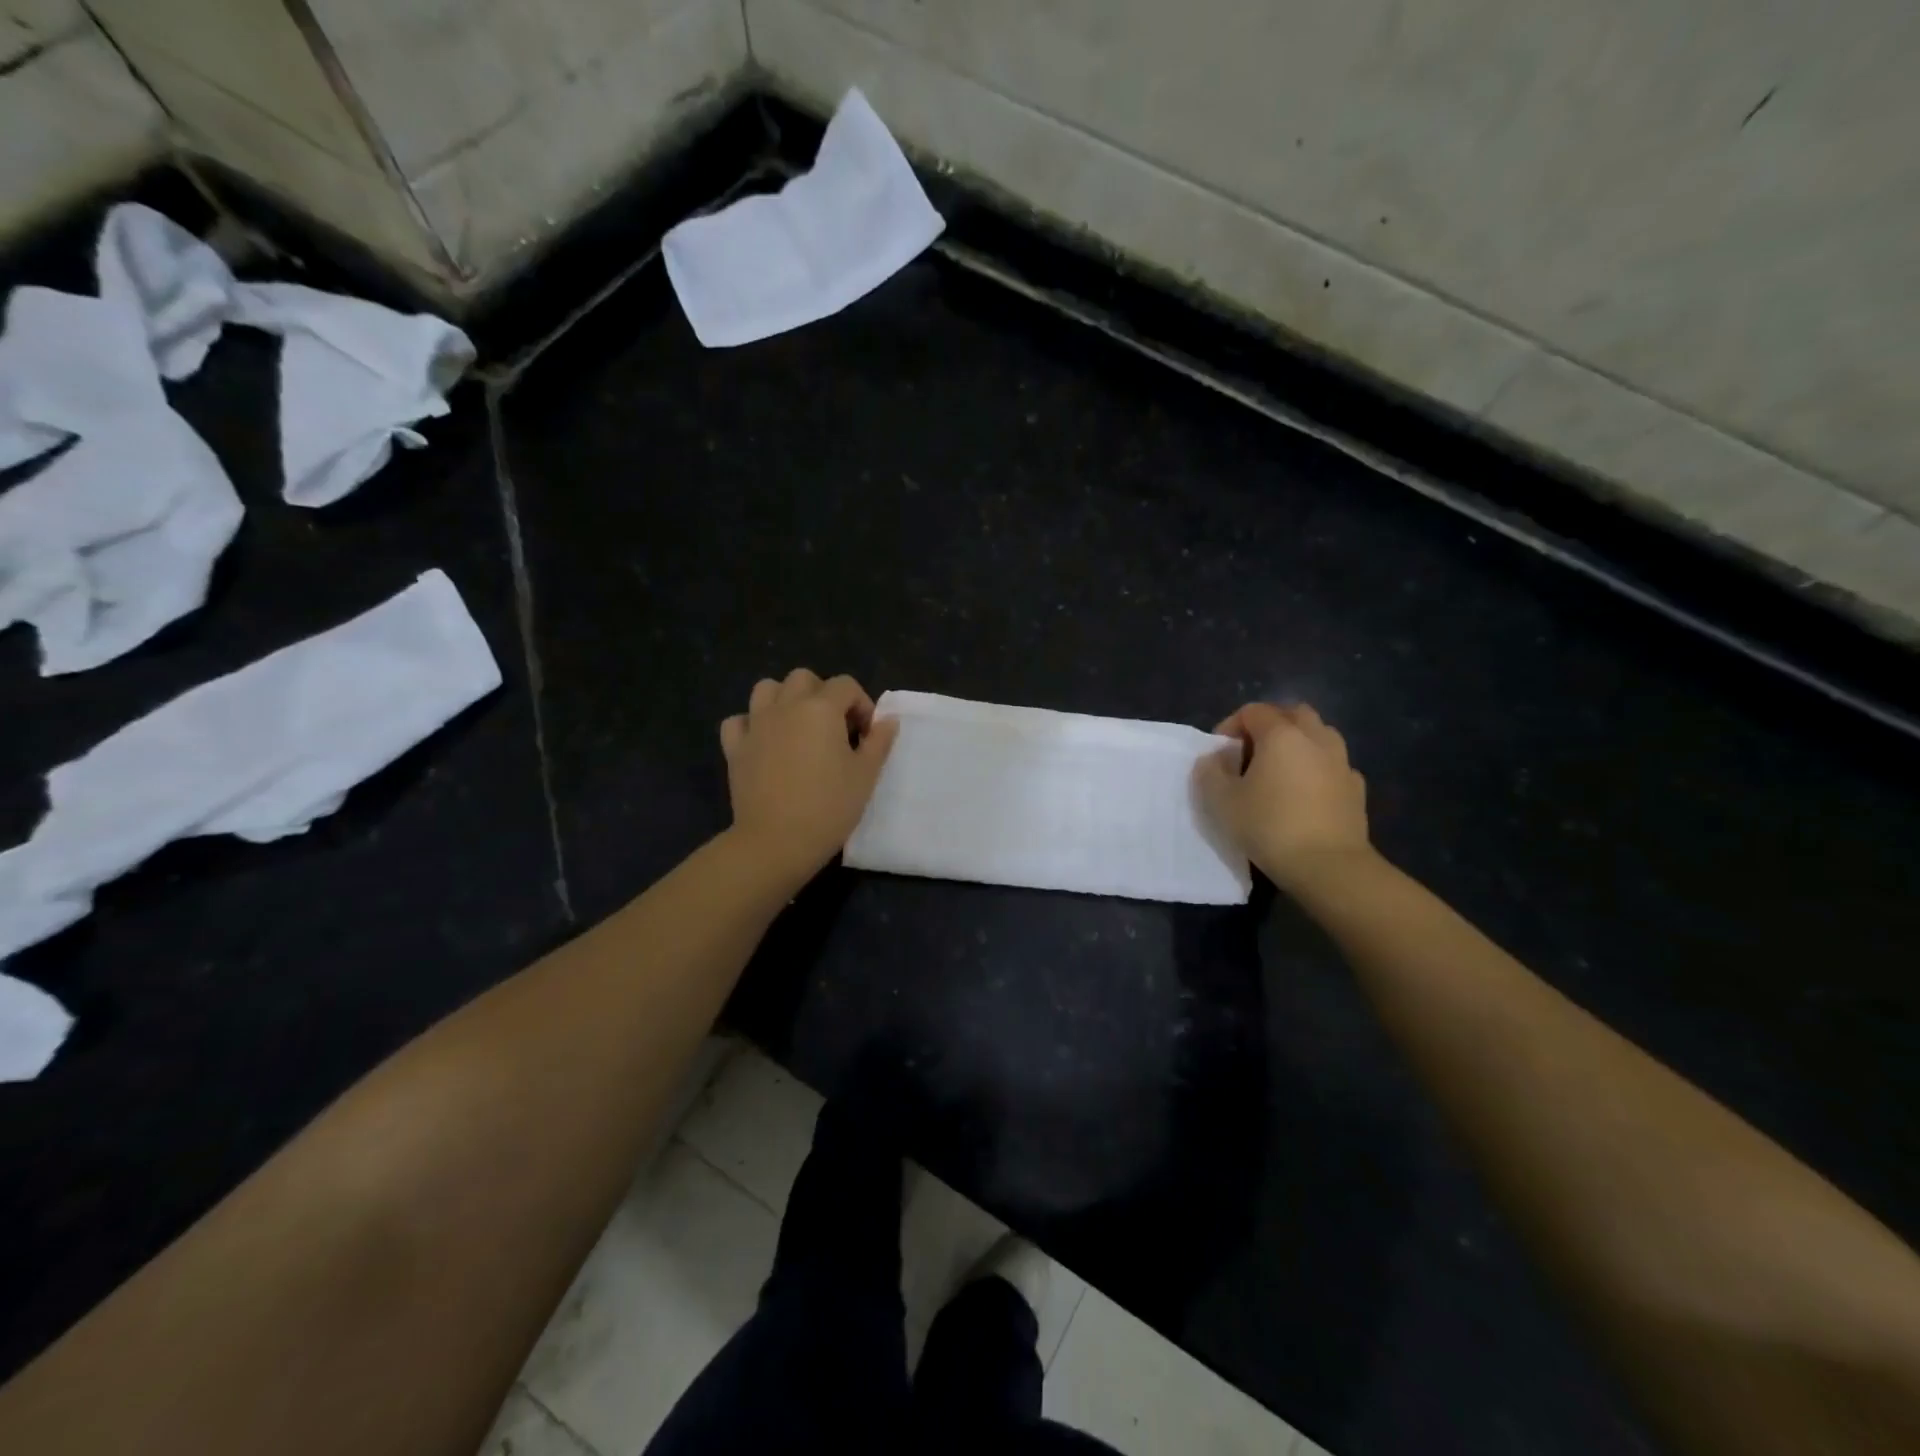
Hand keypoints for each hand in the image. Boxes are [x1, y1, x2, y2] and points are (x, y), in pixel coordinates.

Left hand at [720, 668, 898, 886]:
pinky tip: (764, 742)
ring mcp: (756, 725)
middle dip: (822, 694)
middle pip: (804, 678)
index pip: (845, 685)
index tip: (866, 735)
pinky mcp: (735, 748)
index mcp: (821, 708)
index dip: (861, 705)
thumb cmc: (829, 807)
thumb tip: (887, 720)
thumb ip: (879, 742)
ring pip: (767, 689)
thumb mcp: (866, 775)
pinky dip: (751, 724)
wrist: (777, 841)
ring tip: (798, 726)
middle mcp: (786, 706)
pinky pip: (739, 720)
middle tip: (834, 727)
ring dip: (784, 699)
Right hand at [1197, 702, 1371, 891]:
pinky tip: (1306, 794)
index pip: (1253, 711)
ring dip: (1298, 744)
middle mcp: (1316, 738)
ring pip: (1319, 735)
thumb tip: (1216, 758)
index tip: (1220, 753)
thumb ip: (1210, 771)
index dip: (1231, 726)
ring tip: (1279, 772)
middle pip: (1293, 713)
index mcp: (1281, 735)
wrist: (1329, 866)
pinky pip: (1333, 765)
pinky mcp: (1357, 788)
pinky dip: (1317, 768)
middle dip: (1270, 725)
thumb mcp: (1221, 801)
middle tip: (1252, 753)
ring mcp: (1341, 762)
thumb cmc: (1269, 826)